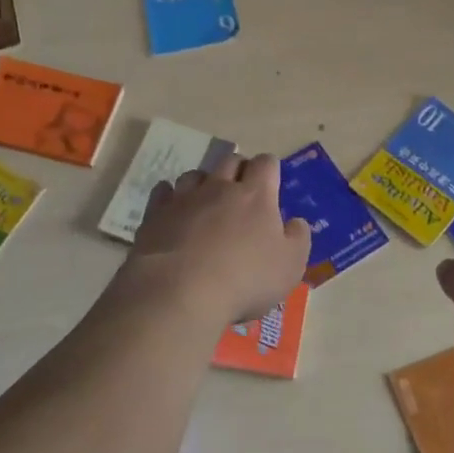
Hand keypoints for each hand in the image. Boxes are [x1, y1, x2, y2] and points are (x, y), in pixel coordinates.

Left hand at [128, 153, 310, 325]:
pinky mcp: (155, 214)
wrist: (180, 291)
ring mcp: (185, 198)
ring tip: (207, 201)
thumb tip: (296, 222)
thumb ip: (297, 238)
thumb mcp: (290, 266)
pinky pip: (163, 192)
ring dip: (204, 182)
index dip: (269, 168)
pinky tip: (174, 209)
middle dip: (238, 169)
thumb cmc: (245, 279)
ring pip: (195, 174)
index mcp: (256, 195)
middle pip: (230, 161)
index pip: (266, 163)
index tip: (271, 182)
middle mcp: (220, 187)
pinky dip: (170, 196)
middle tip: (242, 191)